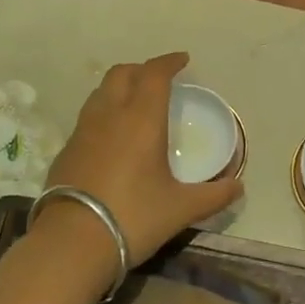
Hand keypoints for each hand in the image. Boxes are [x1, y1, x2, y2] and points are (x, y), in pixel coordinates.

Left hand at [43, 52, 241, 267]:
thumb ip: (213, 195)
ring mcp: (83, 131)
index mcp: (141, 118)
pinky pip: (88, 117)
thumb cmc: (134, 217)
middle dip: (142, 69)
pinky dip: (104, 113)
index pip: (155, 74)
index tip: (183, 60)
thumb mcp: (181, 209)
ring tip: (134, 102)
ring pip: (100, 92)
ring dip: (119, 87)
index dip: (169, 62)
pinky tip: (112, 136)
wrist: (72, 242)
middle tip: (159, 80)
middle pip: (122, 73)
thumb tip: (238, 186)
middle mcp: (110, 114)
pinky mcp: (66, 150)